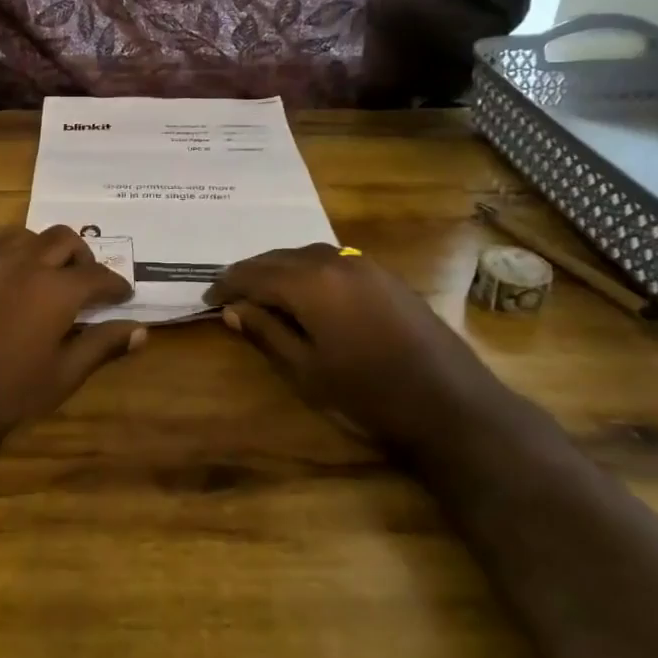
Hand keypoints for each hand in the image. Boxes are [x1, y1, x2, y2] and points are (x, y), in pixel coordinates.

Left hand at [0, 226, 142, 457]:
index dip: (115, 285)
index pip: (98, 275)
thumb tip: (141, 331)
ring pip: (22, 234)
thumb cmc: (7, 393)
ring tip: (42, 270)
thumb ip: (102, 345)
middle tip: (84, 280)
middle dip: (81, 256)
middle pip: (63, 239)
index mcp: (56, 289)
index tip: (122, 296)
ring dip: (39, 247)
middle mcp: (24, 263)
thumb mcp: (63, 375)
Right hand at [205, 245, 506, 446]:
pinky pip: (332, 260)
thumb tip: (233, 310)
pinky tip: (305, 290)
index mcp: (310, 283)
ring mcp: (364, 264)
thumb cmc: (368, 394)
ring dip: (279, 268)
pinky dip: (307, 269)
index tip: (208, 298)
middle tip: (228, 292)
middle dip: (250, 272)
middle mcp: (335, 261)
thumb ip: (266, 333)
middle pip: (279, 257)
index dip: (227, 285)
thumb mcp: (306, 370)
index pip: (254, 274)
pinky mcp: (384, 275)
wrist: (450, 403)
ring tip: (262, 290)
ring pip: (306, 254)